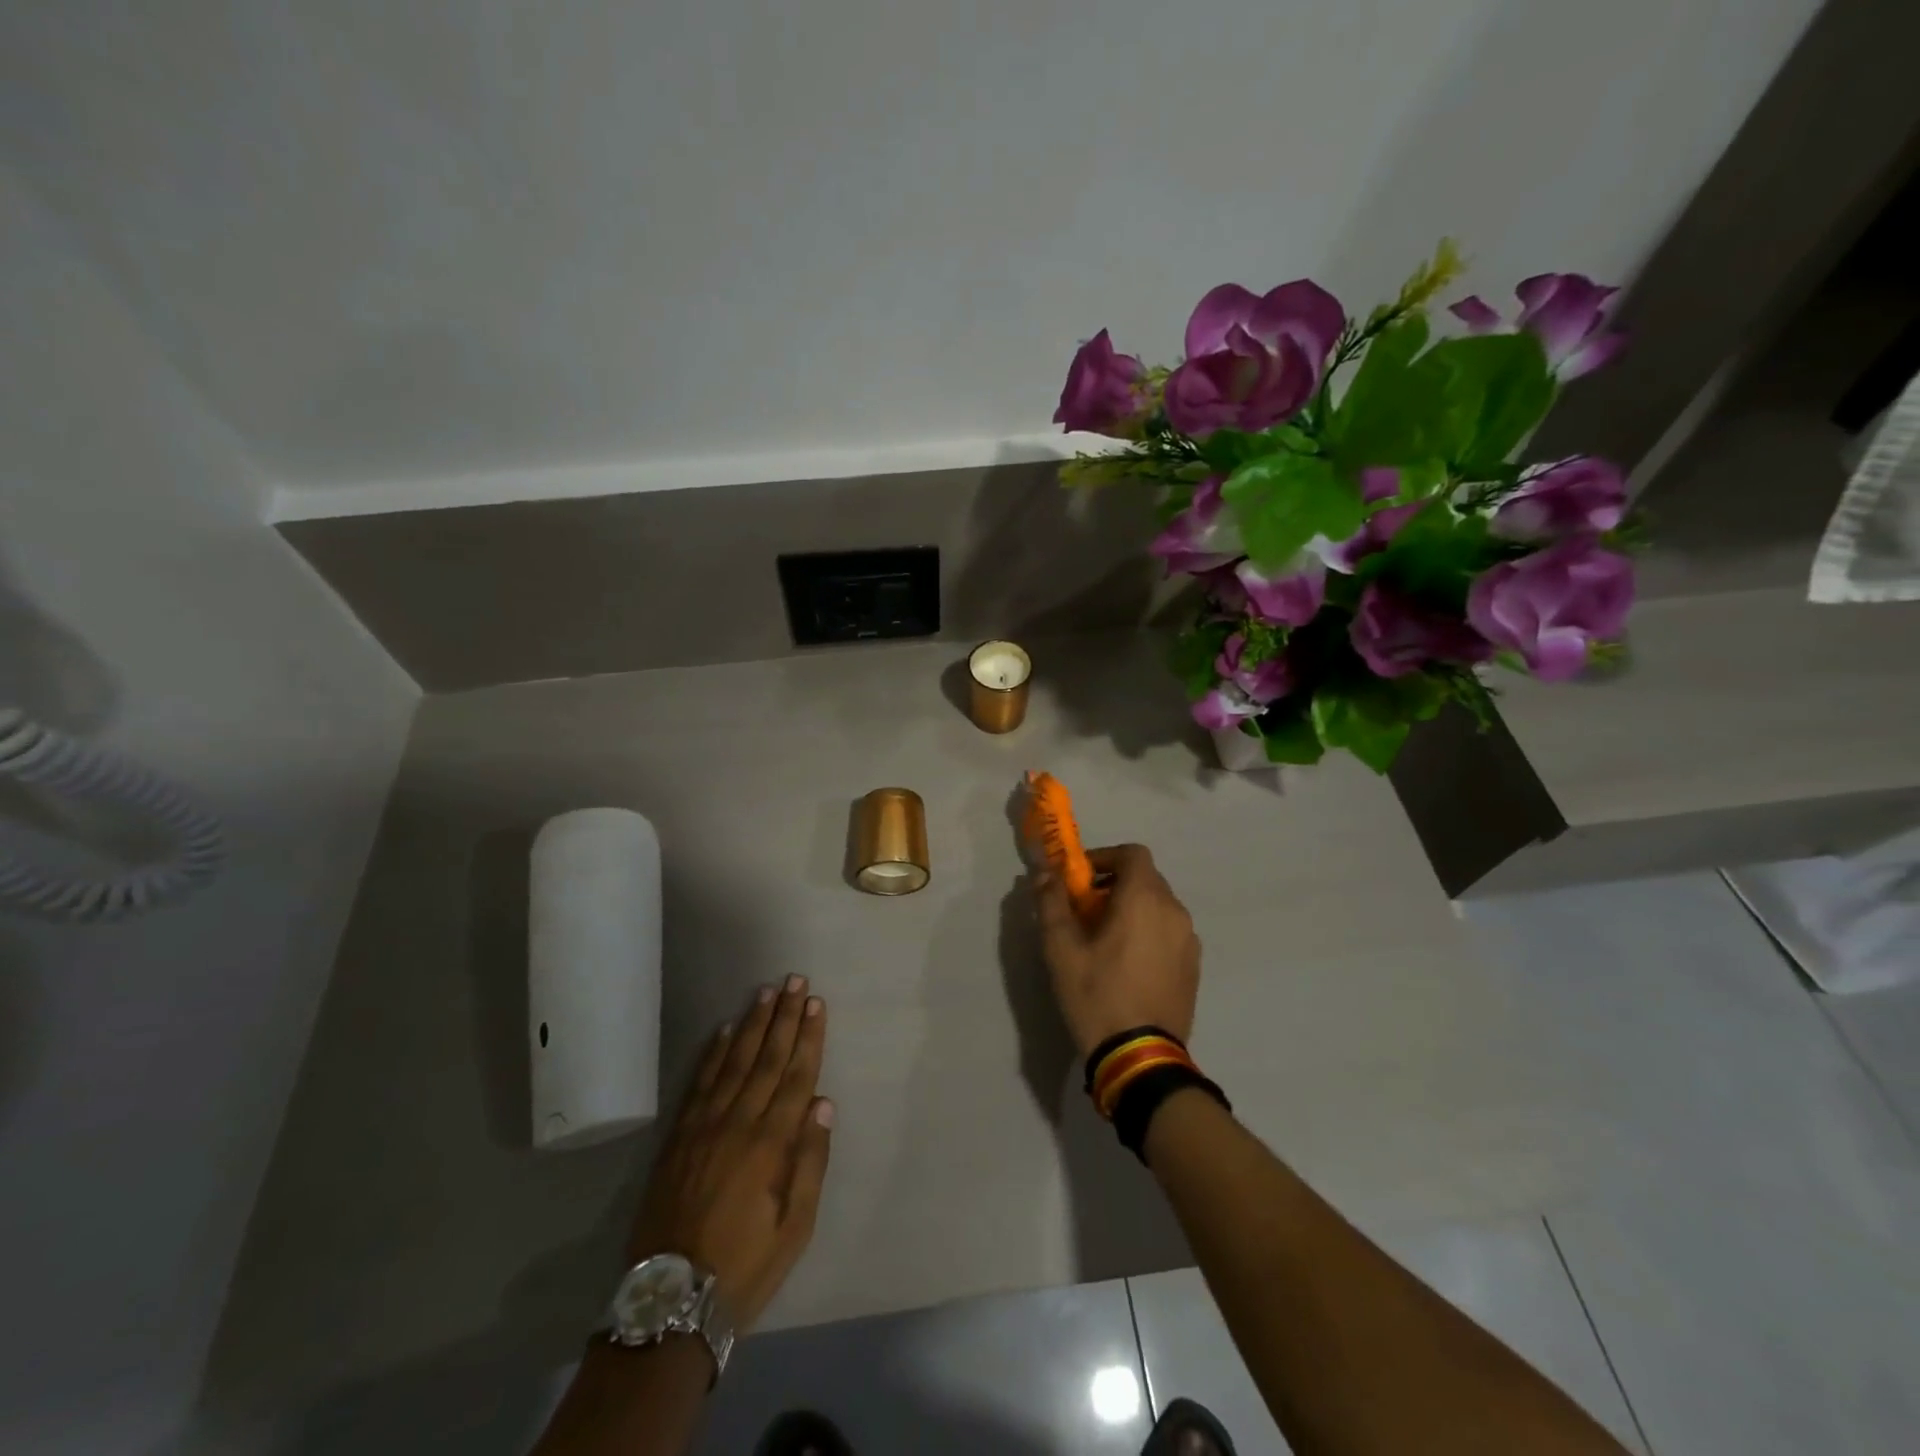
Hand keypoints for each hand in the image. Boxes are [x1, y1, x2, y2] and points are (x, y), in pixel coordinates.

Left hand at [627, 976, 833, 1331]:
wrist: (670, 1300)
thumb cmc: (744, 1266)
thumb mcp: (794, 1229)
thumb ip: (810, 1163)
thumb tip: (823, 1104)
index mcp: (770, 1145)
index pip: (795, 1076)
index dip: (808, 1037)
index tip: (816, 1003)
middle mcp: (737, 1123)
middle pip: (766, 1058)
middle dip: (784, 1017)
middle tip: (796, 981)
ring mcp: (703, 1126)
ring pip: (733, 1062)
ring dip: (752, 1024)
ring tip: (766, 993)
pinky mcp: (678, 1136)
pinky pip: (699, 1083)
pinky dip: (713, 1053)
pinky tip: (724, 1031)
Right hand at [1034, 843, 1200, 1057]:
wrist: (1140, 1057)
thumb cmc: (1097, 995)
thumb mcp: (1061, 949)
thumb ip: (1052, 903)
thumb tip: (1045, 873)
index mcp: (1144, 899)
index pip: (1133, 853)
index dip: (1105, 857)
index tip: (1081, 880)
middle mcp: (1174, 911)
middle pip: (1146, 878)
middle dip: (1114, 884)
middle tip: (1085, 910)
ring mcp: (1188, 940)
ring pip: (1159, 905)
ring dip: (1132, 908)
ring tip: (1104, 939)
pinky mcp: (1193, 966)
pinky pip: (1169, 931)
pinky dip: (1148, 931)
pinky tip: (1127, 963)